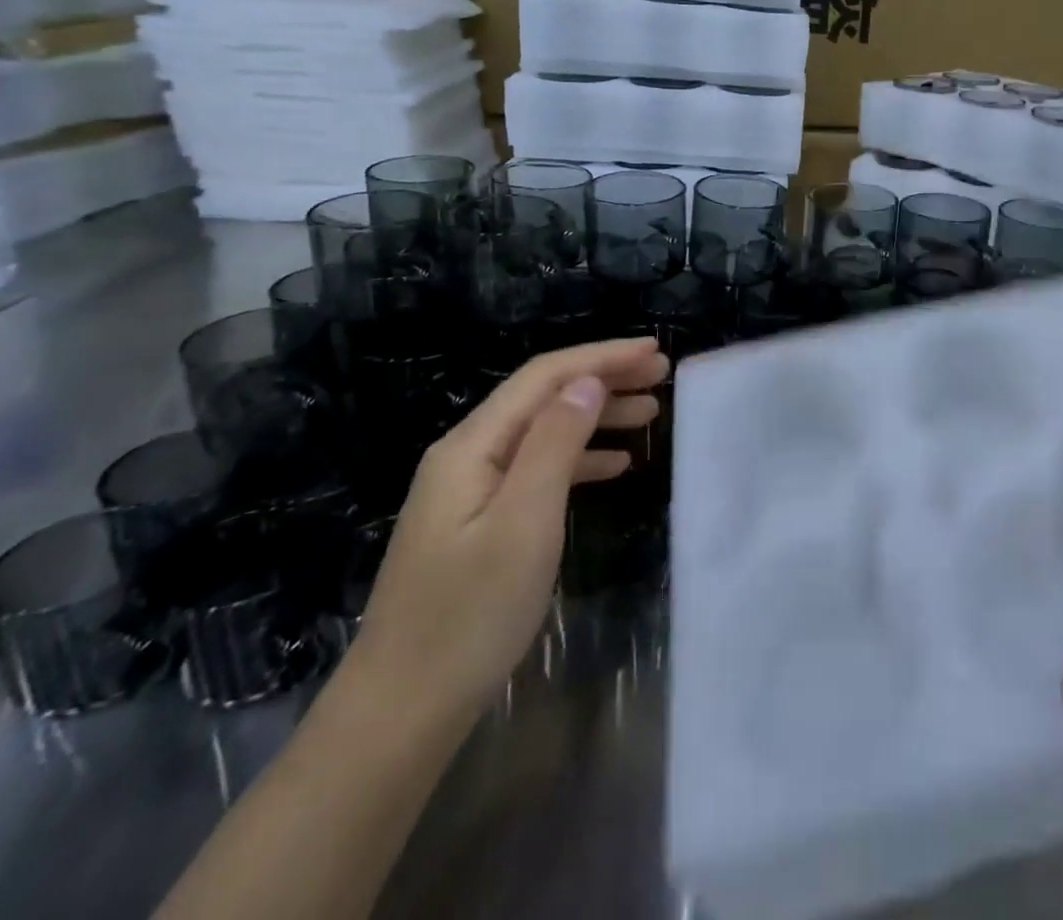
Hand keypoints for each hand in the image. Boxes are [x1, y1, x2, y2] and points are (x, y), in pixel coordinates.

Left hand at [347, 337, 669, 725]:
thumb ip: (556, 444)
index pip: (545, 377)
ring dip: (597, 416)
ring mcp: (469, 490)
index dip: (602, 357)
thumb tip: (588, 383)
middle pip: (544, 397)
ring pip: (544, 431)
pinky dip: (580, 458)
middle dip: (604, 378)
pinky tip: (615, 466)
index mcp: (472, 446)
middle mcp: (467, 455)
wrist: (401, 712)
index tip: (654, 351)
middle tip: (661, 375)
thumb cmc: (470, 615)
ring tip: (651, 414)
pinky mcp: (478, 522)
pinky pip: (537, 469)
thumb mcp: (525, 522)